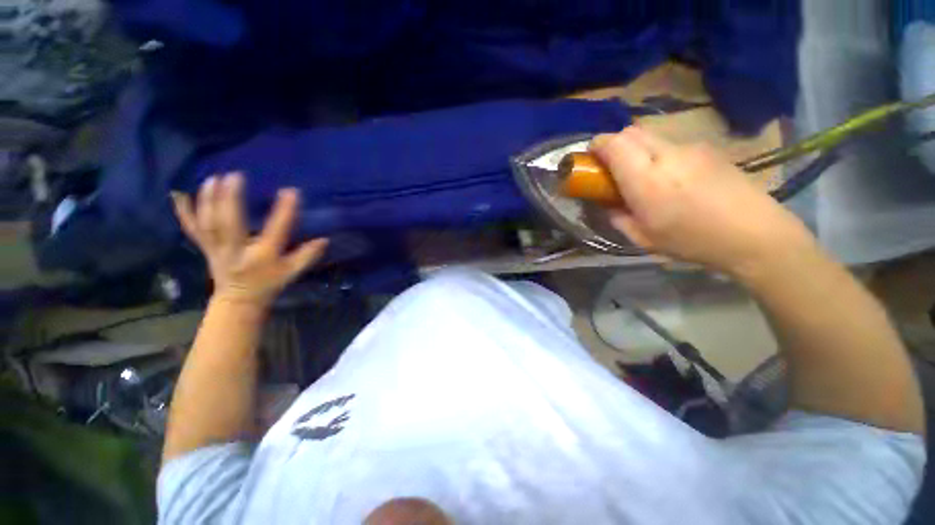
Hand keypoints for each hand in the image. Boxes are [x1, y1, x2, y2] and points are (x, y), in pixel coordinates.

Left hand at [171, 173, 328, 305]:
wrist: (238, 300)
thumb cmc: (268, 284)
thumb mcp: (292, 272)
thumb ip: (307, 256)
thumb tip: (324, 239)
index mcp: (262, 256)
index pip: (275, 231)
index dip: (284, 211)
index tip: (291, 191)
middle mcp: (237, 250)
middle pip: (230, 224)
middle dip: (230, 199)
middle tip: (234, 176)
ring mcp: (217, 248)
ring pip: (208, 223)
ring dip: (208, 200)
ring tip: (213, 179)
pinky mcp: (205, 247)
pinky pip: (192, 229)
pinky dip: (184, 212)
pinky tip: (178, 194)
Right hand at [590, 126, 812, 276]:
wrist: (754, 233)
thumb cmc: (692, 241)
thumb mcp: (643, 238)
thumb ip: (618, 218)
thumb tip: (609, 205)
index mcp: (646, 180)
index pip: (615, 144)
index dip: (597, 145)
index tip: (590, 156)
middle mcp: (667, 155)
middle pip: (632, 132)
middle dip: (614, 144)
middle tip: (611, 166)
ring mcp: (691, 148)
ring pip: (652, 136)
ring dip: (637, 149)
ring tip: (643, 175)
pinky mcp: (708, 149)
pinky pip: (672, 144)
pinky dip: (659, 154)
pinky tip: (671, 178)